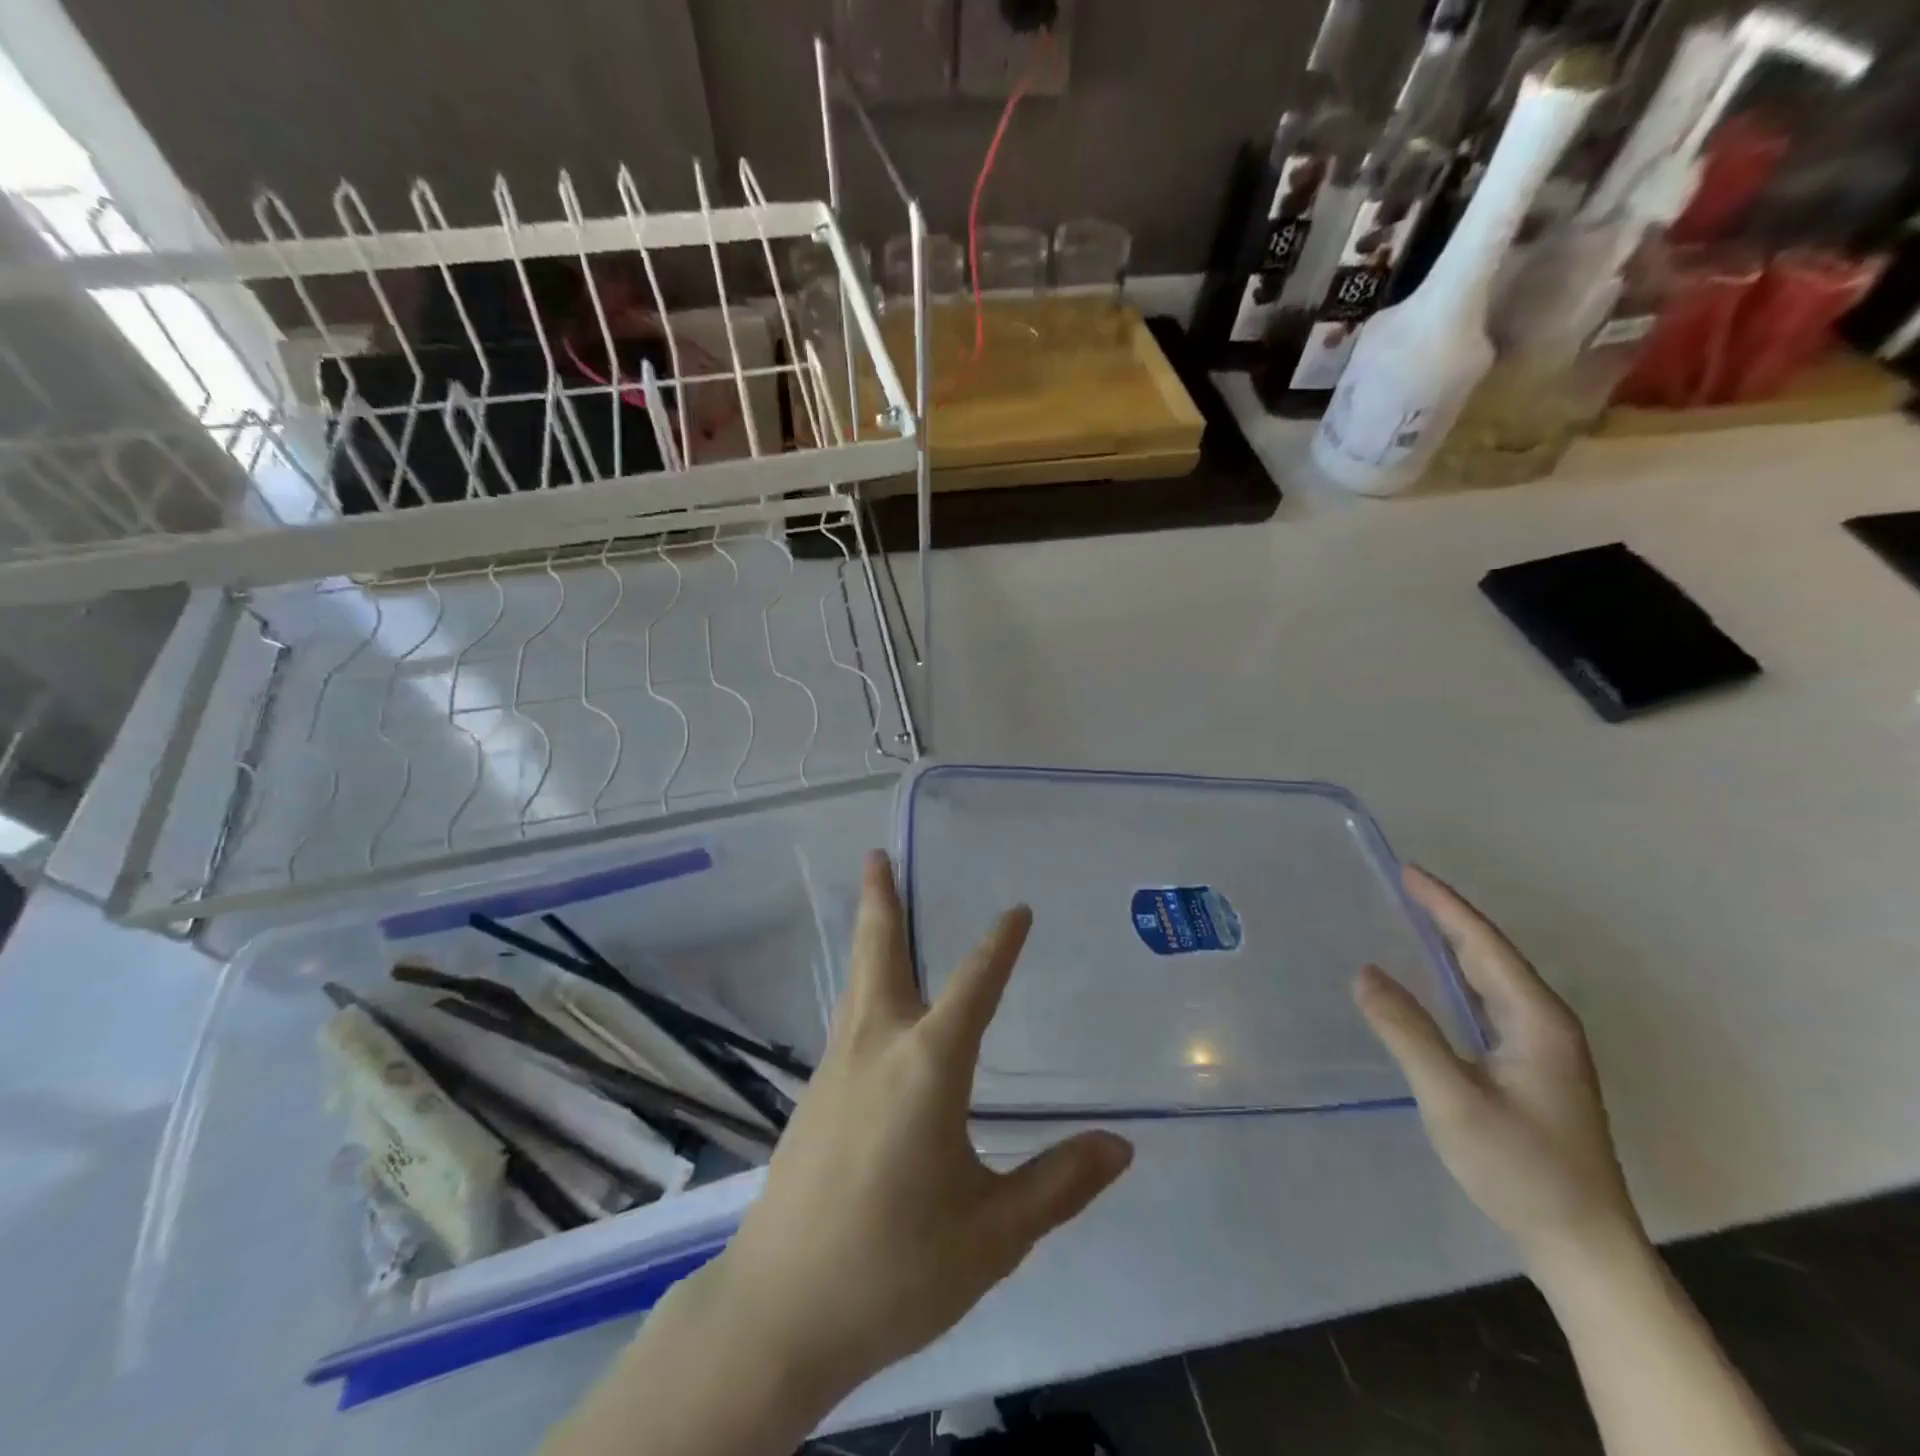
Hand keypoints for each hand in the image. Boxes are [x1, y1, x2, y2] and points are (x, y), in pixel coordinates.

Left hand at [705, 852, 1134, 1402]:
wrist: (779, 1312)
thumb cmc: (895, 1268)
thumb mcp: (992, 1234)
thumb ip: (1058, 1184)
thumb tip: (1119, 1146)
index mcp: (926, 1067)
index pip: (973, 987)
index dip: (999, 946)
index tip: (1018, 909)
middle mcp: (877, 1048)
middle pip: (880, 956)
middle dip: (882, 901)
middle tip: (876, 854)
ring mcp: (836, 1069)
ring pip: (857, 983)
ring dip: (869, 937)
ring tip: (875, 903)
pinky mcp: (813, 1097)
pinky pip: (848, 1021)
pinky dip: (863, 988)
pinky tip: (873, 1009)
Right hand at [1355, 866, 1642, 1271]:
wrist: (1581, 1244)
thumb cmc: (1520, 1168)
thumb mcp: (1453, 1098)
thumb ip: (1408, 1032)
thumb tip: (1364, 971)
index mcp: (1535, 1019)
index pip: (1483, 944)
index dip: (1444, 904)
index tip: (1406, 870)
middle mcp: (1544, 1022)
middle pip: (1490, 953)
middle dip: (1446, 914)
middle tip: (1399, 885)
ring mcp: (1541, 1046)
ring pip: (1491, 976)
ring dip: (1452, 942)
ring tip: (1409, 916)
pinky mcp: (1530, 1066)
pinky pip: (1487, 999)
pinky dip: (1456, 974)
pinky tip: (1432, 977)